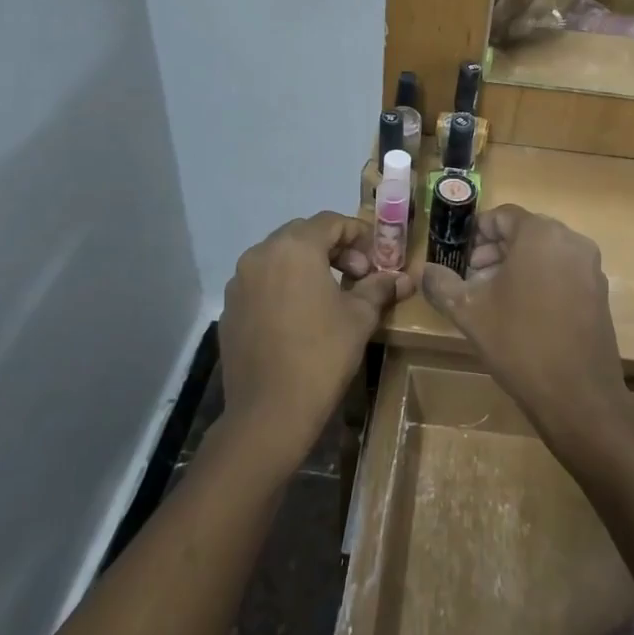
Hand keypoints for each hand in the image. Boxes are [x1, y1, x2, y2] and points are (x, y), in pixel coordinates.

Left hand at [217, 213, 412, 472]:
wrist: (269, 412)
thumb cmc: (322, 355)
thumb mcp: (360, 317)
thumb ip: (379, 288)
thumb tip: (403, 279)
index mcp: (294, 248)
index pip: (331, 222)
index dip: (358, 235)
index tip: (376, 259)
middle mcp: (260, 254)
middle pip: (303, 235)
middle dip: (334, 249)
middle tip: (358, 276)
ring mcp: (239, 281)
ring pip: (280, 258)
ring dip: (308, 266)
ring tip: (331, 295)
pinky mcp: (230, 308)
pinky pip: (262, 283)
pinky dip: (284, 286)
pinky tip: (301, 316)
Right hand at [419, 206, 631, 447]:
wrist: (577, 394)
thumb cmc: (519, 342)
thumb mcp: (469, 311)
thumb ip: (443, 284)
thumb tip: (425, 271)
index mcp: (540, 234)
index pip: (501, 216)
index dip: (475, 234)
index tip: (458, 258)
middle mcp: (570, 240)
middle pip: (524, 232)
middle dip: (494, 251)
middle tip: (470, 279)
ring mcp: (590, 266)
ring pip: (544, 252)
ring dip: (516, 266)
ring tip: (492, 298)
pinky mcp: (599, 291)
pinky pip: (563, 271)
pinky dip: (540, 279)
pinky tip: (522, 312)